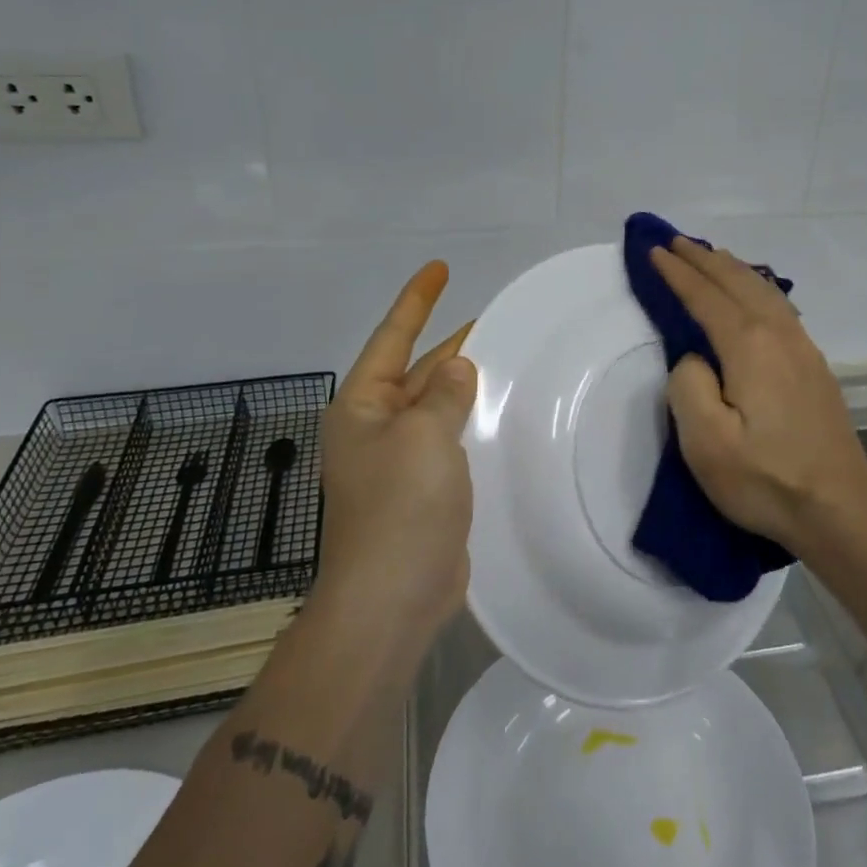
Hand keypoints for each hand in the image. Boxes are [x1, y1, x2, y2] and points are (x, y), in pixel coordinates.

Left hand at [316, 261, 476, 640]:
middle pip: (415, 371)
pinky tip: (501, 417)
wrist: (392, 598)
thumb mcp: (424, 435)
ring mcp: (398, 463)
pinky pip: (448, 443)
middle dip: (449, 346)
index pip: (392, 338)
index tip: (440, 268)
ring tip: (505, 361)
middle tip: (493, 321)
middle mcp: (374, 429)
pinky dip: (470, 425)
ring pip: (435, 408)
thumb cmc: (401, 505)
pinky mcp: (422, 492)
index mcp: (361, 407)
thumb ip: (443, 393)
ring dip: (463, 386)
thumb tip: (456, 368)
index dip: (417, 300)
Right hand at [650, 237, 866, 550]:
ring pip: (763, 290)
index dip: (677, 273)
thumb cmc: (766, 478)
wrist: (840, 508)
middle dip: (703, 259)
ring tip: (711, 255)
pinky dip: (756, 286)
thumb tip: (695, 358)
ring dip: (732, 268)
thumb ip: (688, 386)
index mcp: (749, 346)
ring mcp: (802, 348)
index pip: (705, 297)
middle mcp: (779, 335)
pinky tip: (755, 293)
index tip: (654, 251)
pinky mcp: (814, 366)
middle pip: (737, 283)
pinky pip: (779, 305)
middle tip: (675, 242)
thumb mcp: (706, 442)